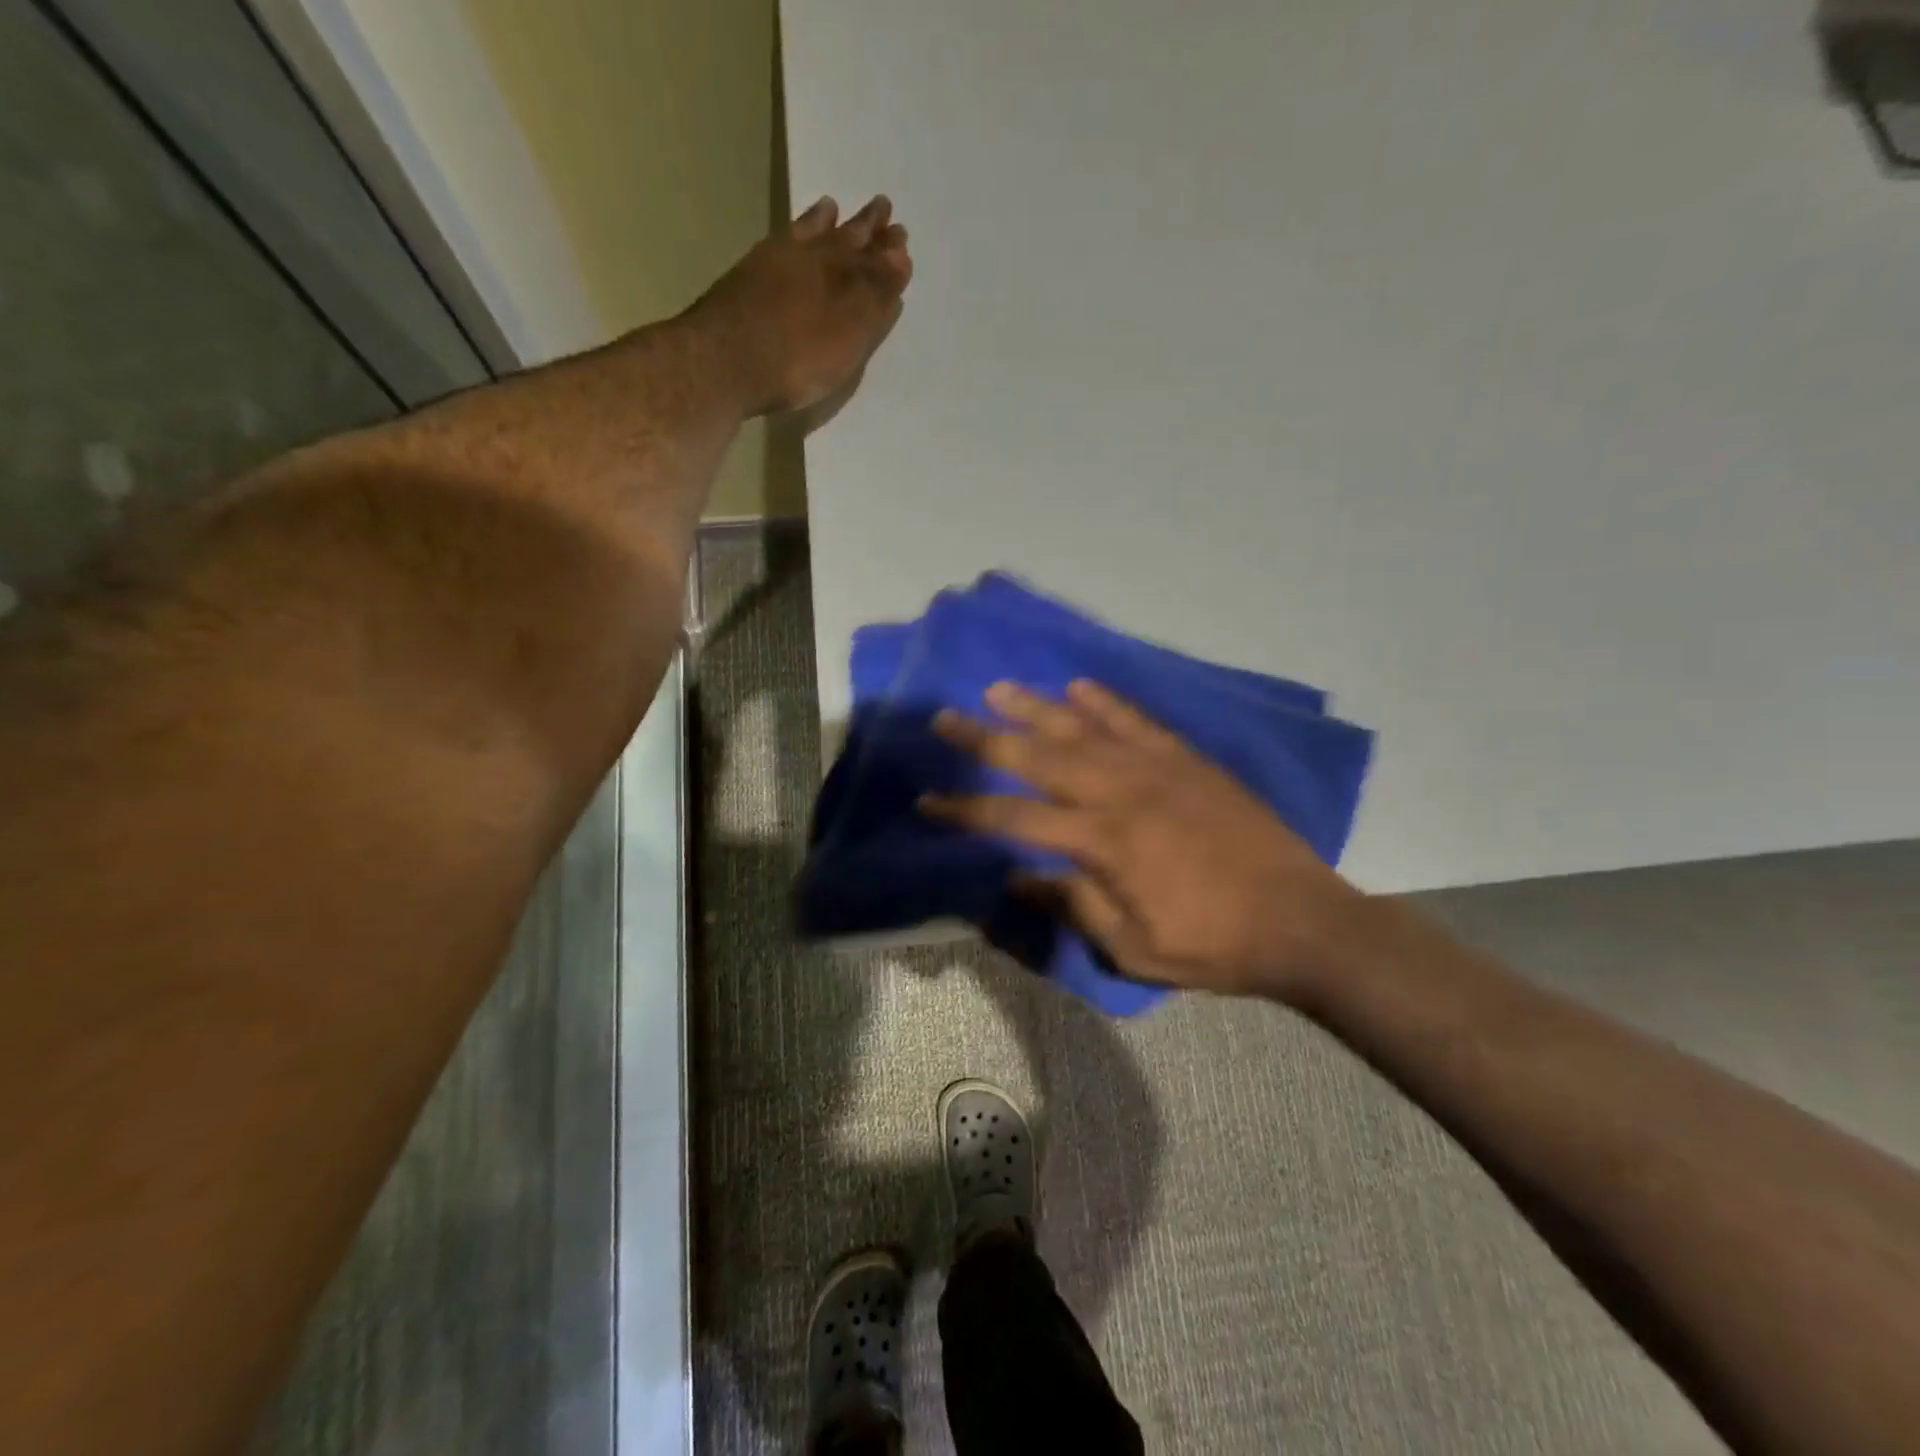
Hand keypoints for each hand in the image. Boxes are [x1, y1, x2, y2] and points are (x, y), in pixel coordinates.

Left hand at [688, 195, 912, 419]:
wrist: (725, 362)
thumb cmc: (797, 359)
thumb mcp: (848, 336)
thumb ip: (874, 298)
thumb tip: (899, 259)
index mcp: (844, 279)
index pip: (875, 262)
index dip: (889, 254)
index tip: (902, 241)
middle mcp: (814, 260)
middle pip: (846, 240)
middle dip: (867, 230)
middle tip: (883, 210)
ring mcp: (778, 263)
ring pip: (813, 234)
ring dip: (830, 222)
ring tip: (836, 208)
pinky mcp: (750, 274)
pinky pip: (784, 240)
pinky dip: (795, 232)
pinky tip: (796, 234)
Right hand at [921, 680, 1368, 1002]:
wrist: (1302, 920)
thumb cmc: (1214, 945)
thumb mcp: (1133, 948)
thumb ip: (1073, 904)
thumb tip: (1019, 875)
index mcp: (1103, 842)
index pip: (1015, 820)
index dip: (966, 811)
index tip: (928, 799)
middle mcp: (1121, 792)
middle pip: (1039, 758)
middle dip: (985, 740)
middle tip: (944, 719)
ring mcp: (1156, 768)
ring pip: (1083, 728)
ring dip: (1036, 707)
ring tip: (997, 689)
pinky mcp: (1187, 760)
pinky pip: (1137, 721)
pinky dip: (1106, 702)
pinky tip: (1079, 686)